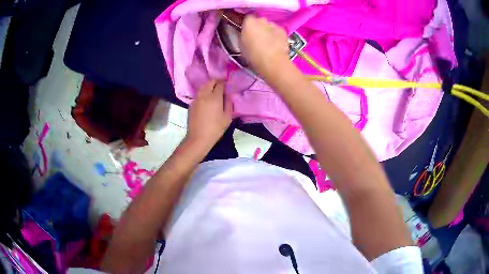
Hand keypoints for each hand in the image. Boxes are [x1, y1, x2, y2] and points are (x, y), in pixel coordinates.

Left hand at [186, 80, 232, 149]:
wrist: (199, 138)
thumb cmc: (215, 129)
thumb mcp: (227, 118)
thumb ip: (229, 104)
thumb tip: (228, 95)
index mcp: (215, 98)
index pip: (219, 84)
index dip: (224, 83)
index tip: (227, 85)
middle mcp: (204, 95)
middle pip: (210, 82)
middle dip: (216, 82)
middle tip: (220, 86)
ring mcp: (196, 99)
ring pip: (202, 87)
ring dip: (208, 86)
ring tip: (213, 91)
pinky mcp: (191, 104)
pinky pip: (198, 94)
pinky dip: (203, 93)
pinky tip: (206, 99)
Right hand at [240, 16, 289, 78]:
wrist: (272, 61)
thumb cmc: (253, 55)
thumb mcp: (242, 45)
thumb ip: (244, 36)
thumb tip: (247, 35)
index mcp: (249, 22)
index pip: (247, 19)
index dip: (248, 26)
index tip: (247, 33)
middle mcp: (262, 20)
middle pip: (259, 21)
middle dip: (259, 27)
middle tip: (257, 38)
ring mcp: (274, 25)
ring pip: (269, 26)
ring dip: (268, 31)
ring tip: (268, 43)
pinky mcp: (283, 31)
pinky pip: (278, 31)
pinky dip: (276, 35)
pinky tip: (276, 44)